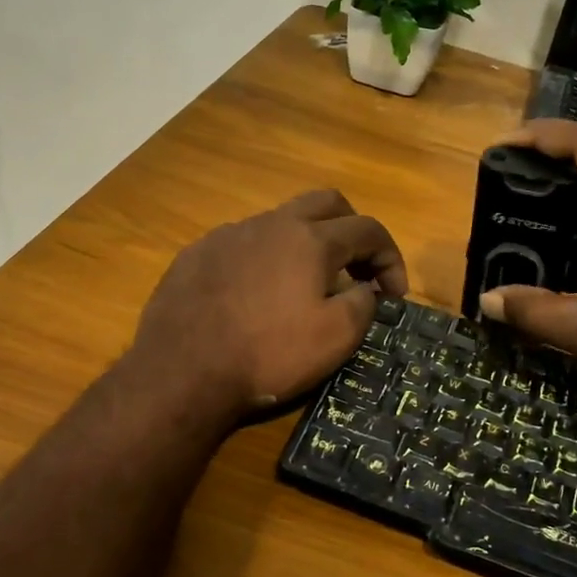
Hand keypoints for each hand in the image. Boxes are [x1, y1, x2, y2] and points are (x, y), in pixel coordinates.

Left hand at [130, 189, 407, 415]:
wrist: (182, 373)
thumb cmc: (269, 355)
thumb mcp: (336, 337)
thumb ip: (363, 303)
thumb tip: (364, 289)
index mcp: (310, 239)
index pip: (368, 229)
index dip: (391, 258)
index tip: (394, 295)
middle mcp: (270, 224)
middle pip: (326, 203)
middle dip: (352, 230)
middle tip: (358, 269)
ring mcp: (228, 235)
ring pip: (280, 222)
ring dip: (305, 245)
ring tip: (304, 287)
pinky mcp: (196, 254)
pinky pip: (243, 243)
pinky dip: (264, 260)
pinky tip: (255, 296)